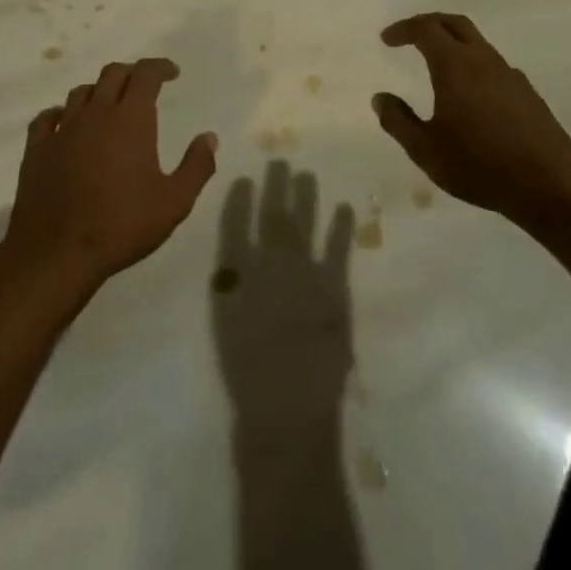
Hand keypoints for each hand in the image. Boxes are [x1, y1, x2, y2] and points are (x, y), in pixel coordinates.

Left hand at [3, 58, 218, 296]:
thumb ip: (197, 166)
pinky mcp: (36, 149)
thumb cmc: (122, 226)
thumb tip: (209, 137)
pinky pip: (47, 117)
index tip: (172, 73)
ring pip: (81, 92)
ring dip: (99, 91)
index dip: (160, 67)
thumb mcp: (174, 202)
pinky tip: (67, 124)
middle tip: (145, 86)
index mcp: (130, 119)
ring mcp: (62, 130)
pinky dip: (62, 113)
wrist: (56, 254)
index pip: (145, 74)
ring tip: (109, 105)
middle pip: (113, 74)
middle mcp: (95, 114)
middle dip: (132, 73)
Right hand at [212, 163, 353, 424]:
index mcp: (236, 273)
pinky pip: (337, 249)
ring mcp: (304, 273)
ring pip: (303, 223)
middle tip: (280, 160)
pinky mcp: (334, 288)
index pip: (235, 225)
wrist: (287, 409)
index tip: (244, 177)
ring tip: (307, 173)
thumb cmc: (247, 373)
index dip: (240, 199)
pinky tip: (344, 207)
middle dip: (276, 186)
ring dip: (305, 197)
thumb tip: (235, 261)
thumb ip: (231, 288)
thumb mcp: (226, 325)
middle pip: (272, 215)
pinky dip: (341, 227)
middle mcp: (269, 264)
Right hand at [372, 13, 570, 226]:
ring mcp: (511, 75)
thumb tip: (380, 98)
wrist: (550, 185)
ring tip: (436, 67)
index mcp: (455, 67)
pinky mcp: (528, 93)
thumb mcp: (425, 150)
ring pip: (478, 44)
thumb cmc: (479, 165)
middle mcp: (484, 61)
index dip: (404, 29)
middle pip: (456, 24)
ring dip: (453, 45)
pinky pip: (494, 67)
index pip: (426, 29)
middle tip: (410, 36)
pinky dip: (474, 67)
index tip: (387, 39)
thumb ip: (398, 121)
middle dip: (429, 23)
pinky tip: (470, 96)